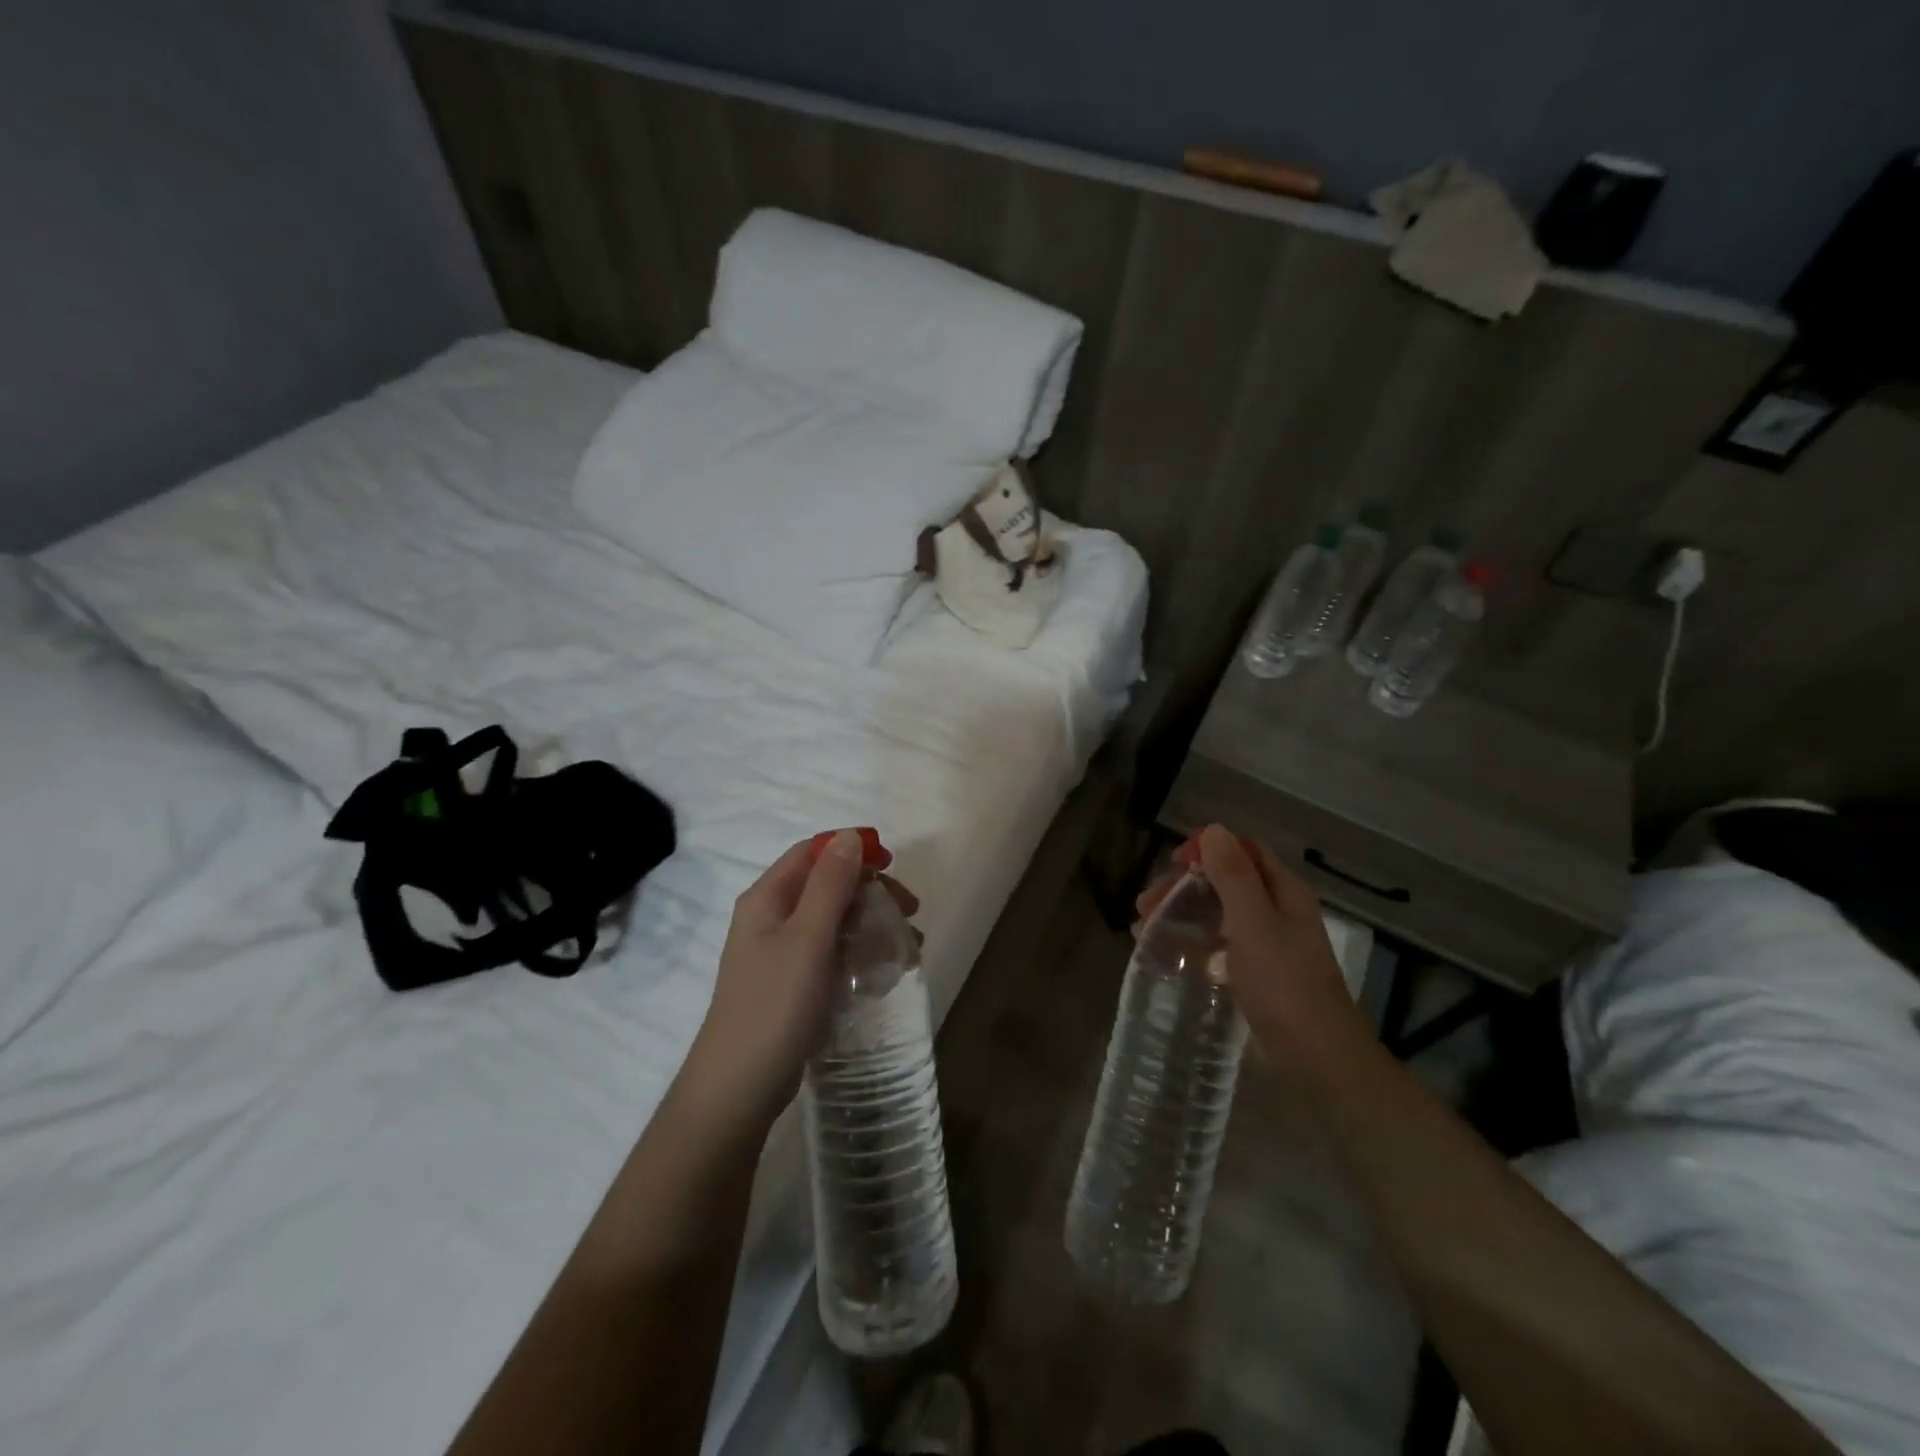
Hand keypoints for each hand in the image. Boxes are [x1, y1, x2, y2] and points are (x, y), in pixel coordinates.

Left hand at [683, 830, 919, 1127]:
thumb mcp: (808, 938)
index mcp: (767, 898)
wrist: (738, 1089)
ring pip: (834, 921)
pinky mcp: (792, 985)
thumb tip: (849, 835)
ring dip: (871, 924)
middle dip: (870, 891)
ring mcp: (780, 954)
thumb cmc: (774, 1005)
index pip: (812, 852)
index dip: (852, 850)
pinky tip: (884, 972)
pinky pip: (831, 954)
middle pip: (826, 885)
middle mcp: (770, 918)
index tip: (893, 866)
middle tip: (910, 911)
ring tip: (909, 947)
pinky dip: (860, 953)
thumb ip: (830, 884)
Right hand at [1136, 825, 1373, 1086]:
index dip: (1207, 850)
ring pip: (1216, 915)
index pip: (1243, 851)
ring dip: (1180, 915)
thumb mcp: (1254, 922)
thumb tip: (1213, 829)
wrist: (1316, 1060)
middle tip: (1144, 905)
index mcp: (1283, 892)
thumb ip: (1233, 875)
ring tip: (1142, 931)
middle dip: (1182, 887)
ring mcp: (1265, 946)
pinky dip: (1190, 946)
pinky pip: (1216, 948)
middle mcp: (1275, 912)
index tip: (1171, 864)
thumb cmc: (1285, 984)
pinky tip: (1165, 958)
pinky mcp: (1254, 976)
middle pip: (1224, 882)